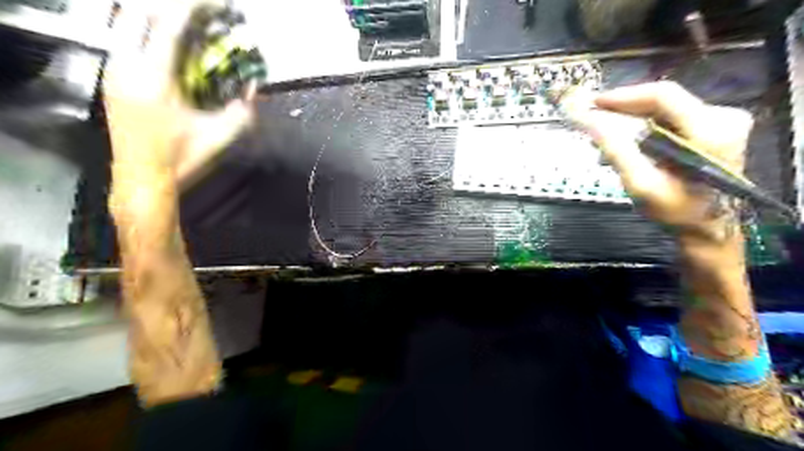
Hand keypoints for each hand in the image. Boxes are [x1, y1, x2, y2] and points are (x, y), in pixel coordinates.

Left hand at [102, 0, 253, 187]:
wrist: (143, 178)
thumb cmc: (180, 158)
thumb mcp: (218, 137)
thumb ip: (240, 114)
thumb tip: (253, 94)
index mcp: (154, 79)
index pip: (169, 27)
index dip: (190, 8)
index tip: (210, 1)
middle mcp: (125, 67)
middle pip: (136, 13)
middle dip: (167, 6)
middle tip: (194, 9)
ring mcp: (113, 72)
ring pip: (123, 24)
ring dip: (151, 16)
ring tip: (178, 20)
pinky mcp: (110, 80)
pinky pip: (122, 41)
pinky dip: (141, 32)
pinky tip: (160, 41)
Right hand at [564, 81, 753, 242]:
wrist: (709, 228)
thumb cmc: (676, 211)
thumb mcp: (641, 183)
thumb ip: (616, 150)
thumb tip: (590, 121)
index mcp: (710, 130)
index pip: (662, 95)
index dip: (624, 96)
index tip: (593, 104)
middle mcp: (722, 117)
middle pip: (663, 100)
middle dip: (624, 111)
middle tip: (593, 122)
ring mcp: (722, 121)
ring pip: (664, 110)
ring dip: (631, 122)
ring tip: (605, 141)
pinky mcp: (715, 128)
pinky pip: (670, 119)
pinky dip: (644, 129)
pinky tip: (627, 145)